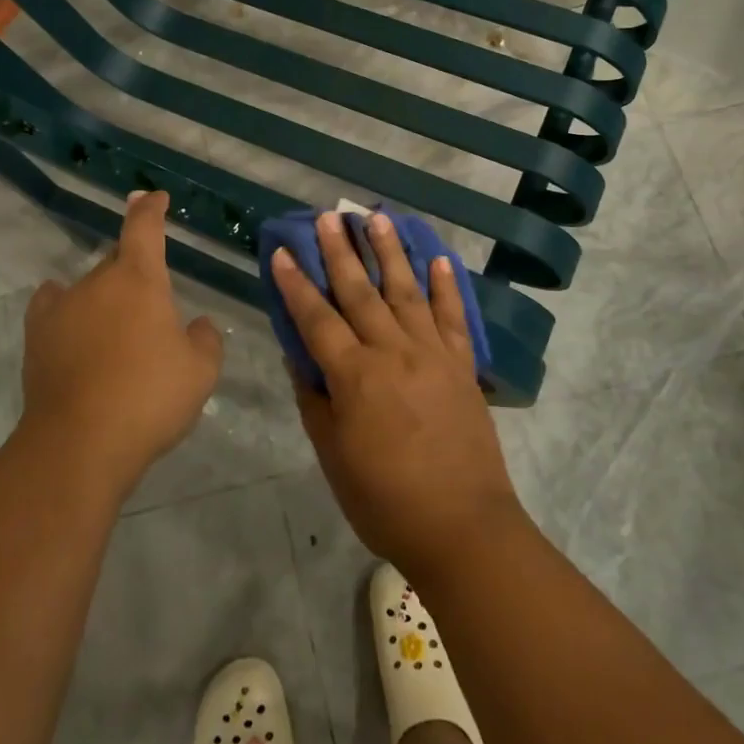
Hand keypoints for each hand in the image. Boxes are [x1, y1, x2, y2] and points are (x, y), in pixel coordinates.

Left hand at [20, 190, 223, 498]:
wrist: (80, 444)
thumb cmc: (150, 398)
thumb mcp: (201, 371)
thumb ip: (205, 339)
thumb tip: (196, 325)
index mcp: (140, 279)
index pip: (144, 226)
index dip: (150, 208)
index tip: (154, 198)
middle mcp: (98, 282)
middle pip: (117, 259)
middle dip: (135, 270)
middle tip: (151, 303)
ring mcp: (63, 307)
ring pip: (88, 286)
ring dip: (105, 297)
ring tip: (116, 328)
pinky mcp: (37, 336)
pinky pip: (52, 305)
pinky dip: (65, 307)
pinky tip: (72, 322)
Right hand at [271, 211, 525, 581]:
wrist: (462, 527)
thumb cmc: (384, 500)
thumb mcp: (333, 456)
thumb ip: (315, 402)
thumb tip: (300, 360)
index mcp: (354, 376)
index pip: (316, 318)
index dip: (295, 284)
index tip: (281, 251)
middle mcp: (392, 352)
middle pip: (360, 292)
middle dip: (340, 252)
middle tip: (328, 216)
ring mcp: (432, 354)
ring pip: (406, 291)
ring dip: (390, 252)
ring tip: (377, 219)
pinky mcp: (462, 365)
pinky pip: (452, 317)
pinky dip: (446, 286)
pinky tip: (438, 259)